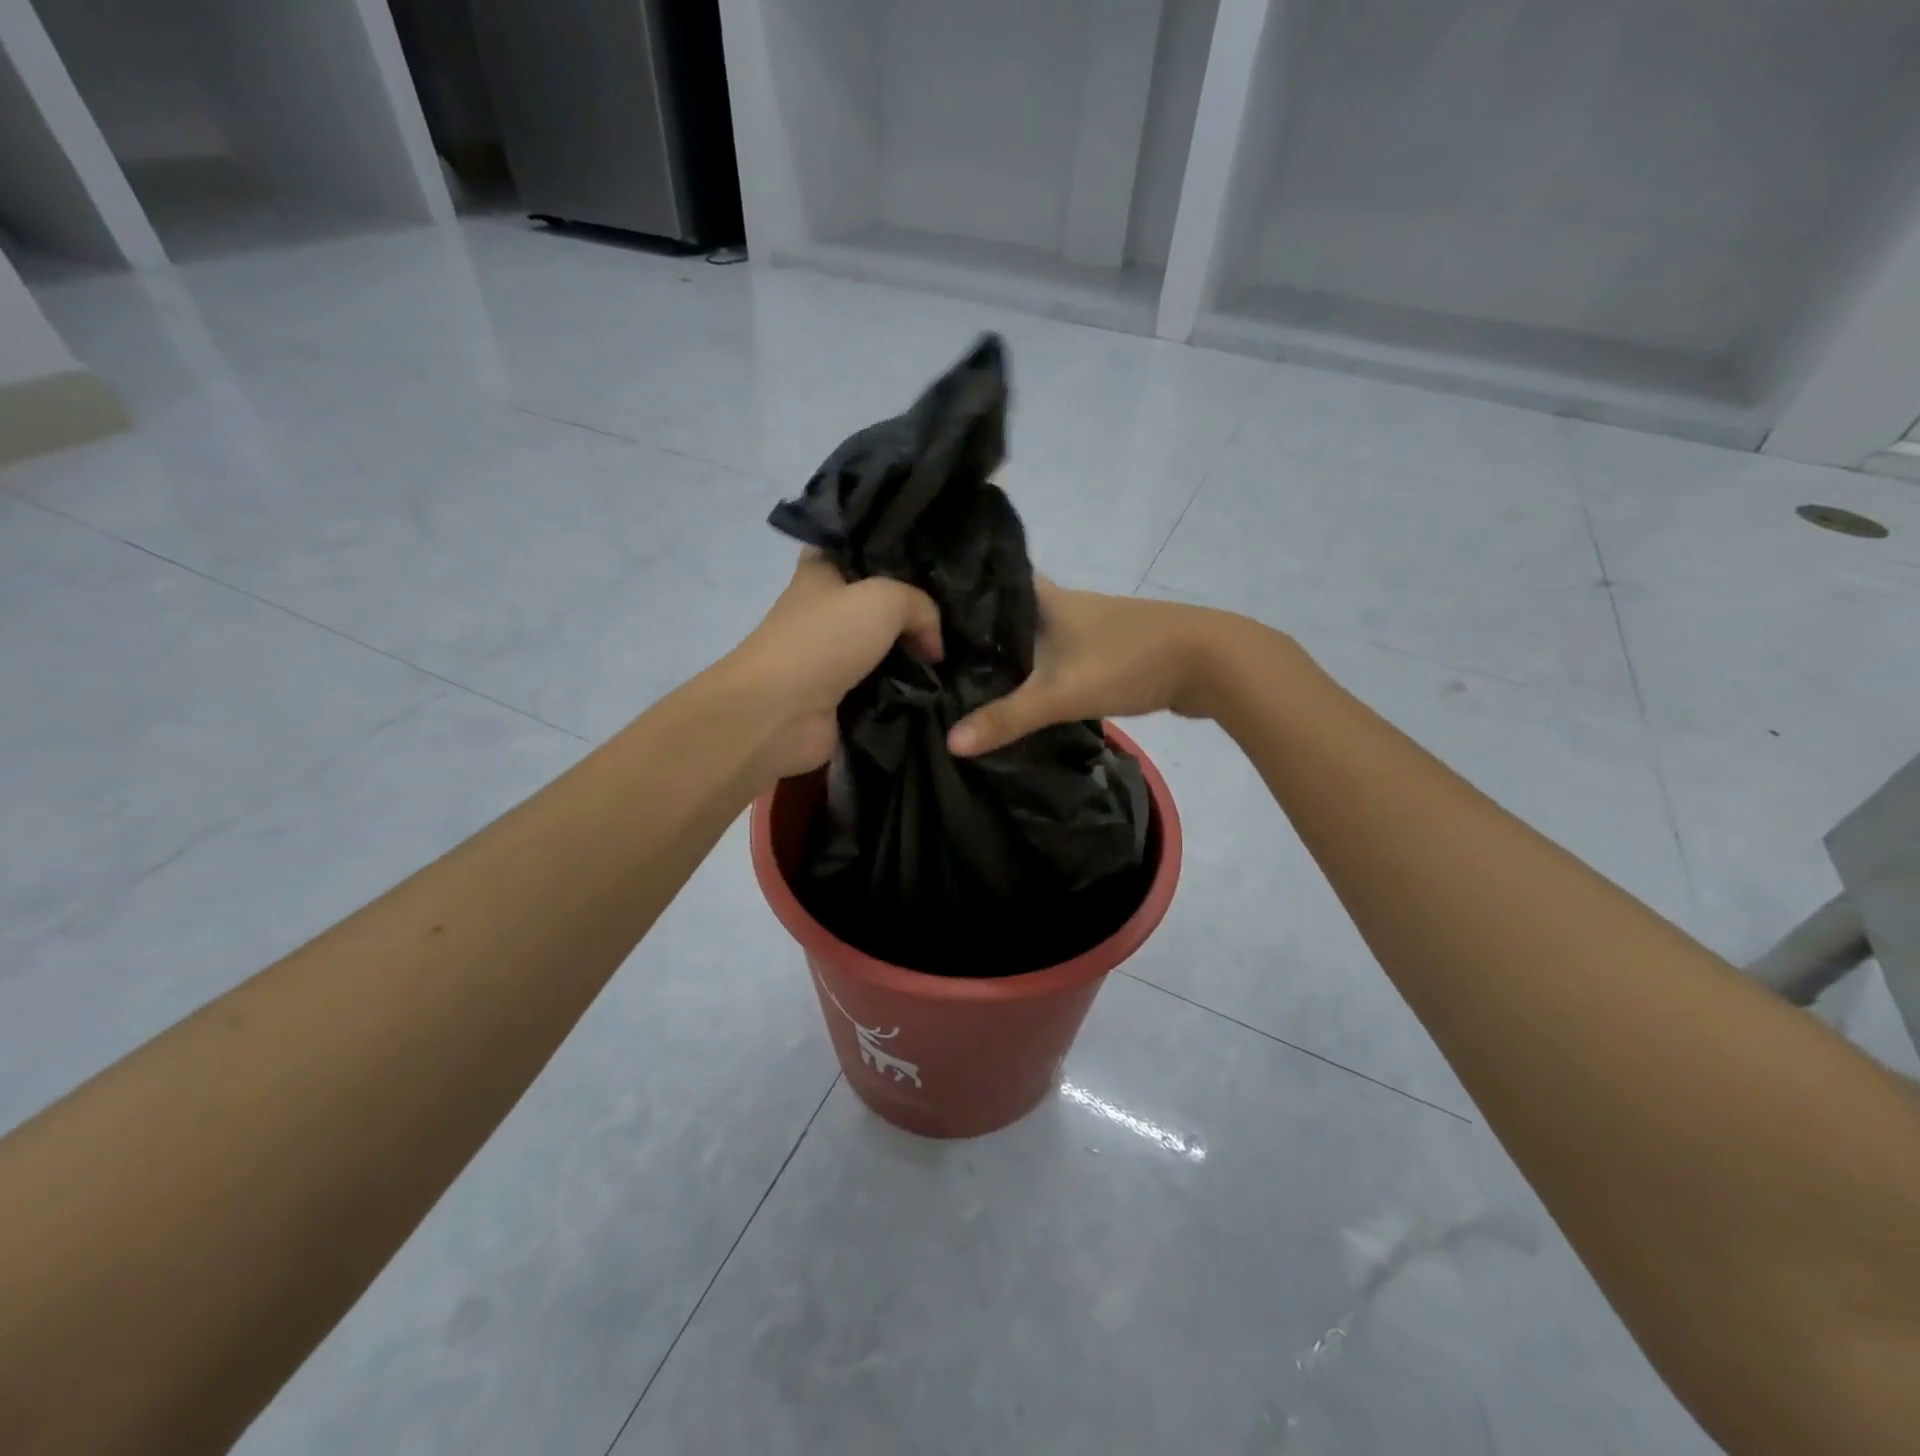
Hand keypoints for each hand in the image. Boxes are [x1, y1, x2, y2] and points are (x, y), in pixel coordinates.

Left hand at [726, 552, 942, 779]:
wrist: (781, 712)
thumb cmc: (824, 639)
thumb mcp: (884, 599)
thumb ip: (922, 607)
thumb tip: (934, 646)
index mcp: (821, 572)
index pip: (858, 548)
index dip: (893, 552)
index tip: (936, 562)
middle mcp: (824, 612)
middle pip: (878, 604)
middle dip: (914, 611)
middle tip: (959, 616)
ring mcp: (831, 658)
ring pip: (885, 649)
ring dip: (915, 656)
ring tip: (959, 655)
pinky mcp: (840, 699)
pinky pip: (884, 689)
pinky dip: (907, 692)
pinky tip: (940, 689)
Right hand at [948, 583, 1256, 756]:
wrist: (1212, 663)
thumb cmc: (1129, 661)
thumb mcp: (1061, 692)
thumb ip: (1007, 718)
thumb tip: (951, 743)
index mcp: (1046, 598)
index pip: (992, 583)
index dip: (961, 592)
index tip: (927, 610)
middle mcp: (1065, 605)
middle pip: (1012, 614)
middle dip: (981, 633)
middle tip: (938, 655)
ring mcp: (1091, 627)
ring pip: (1038, 636)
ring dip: (1013, 654)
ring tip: (971, 676)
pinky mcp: (1110, 650)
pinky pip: (1062, 656)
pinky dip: (1042, 670)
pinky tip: (1027, 692)